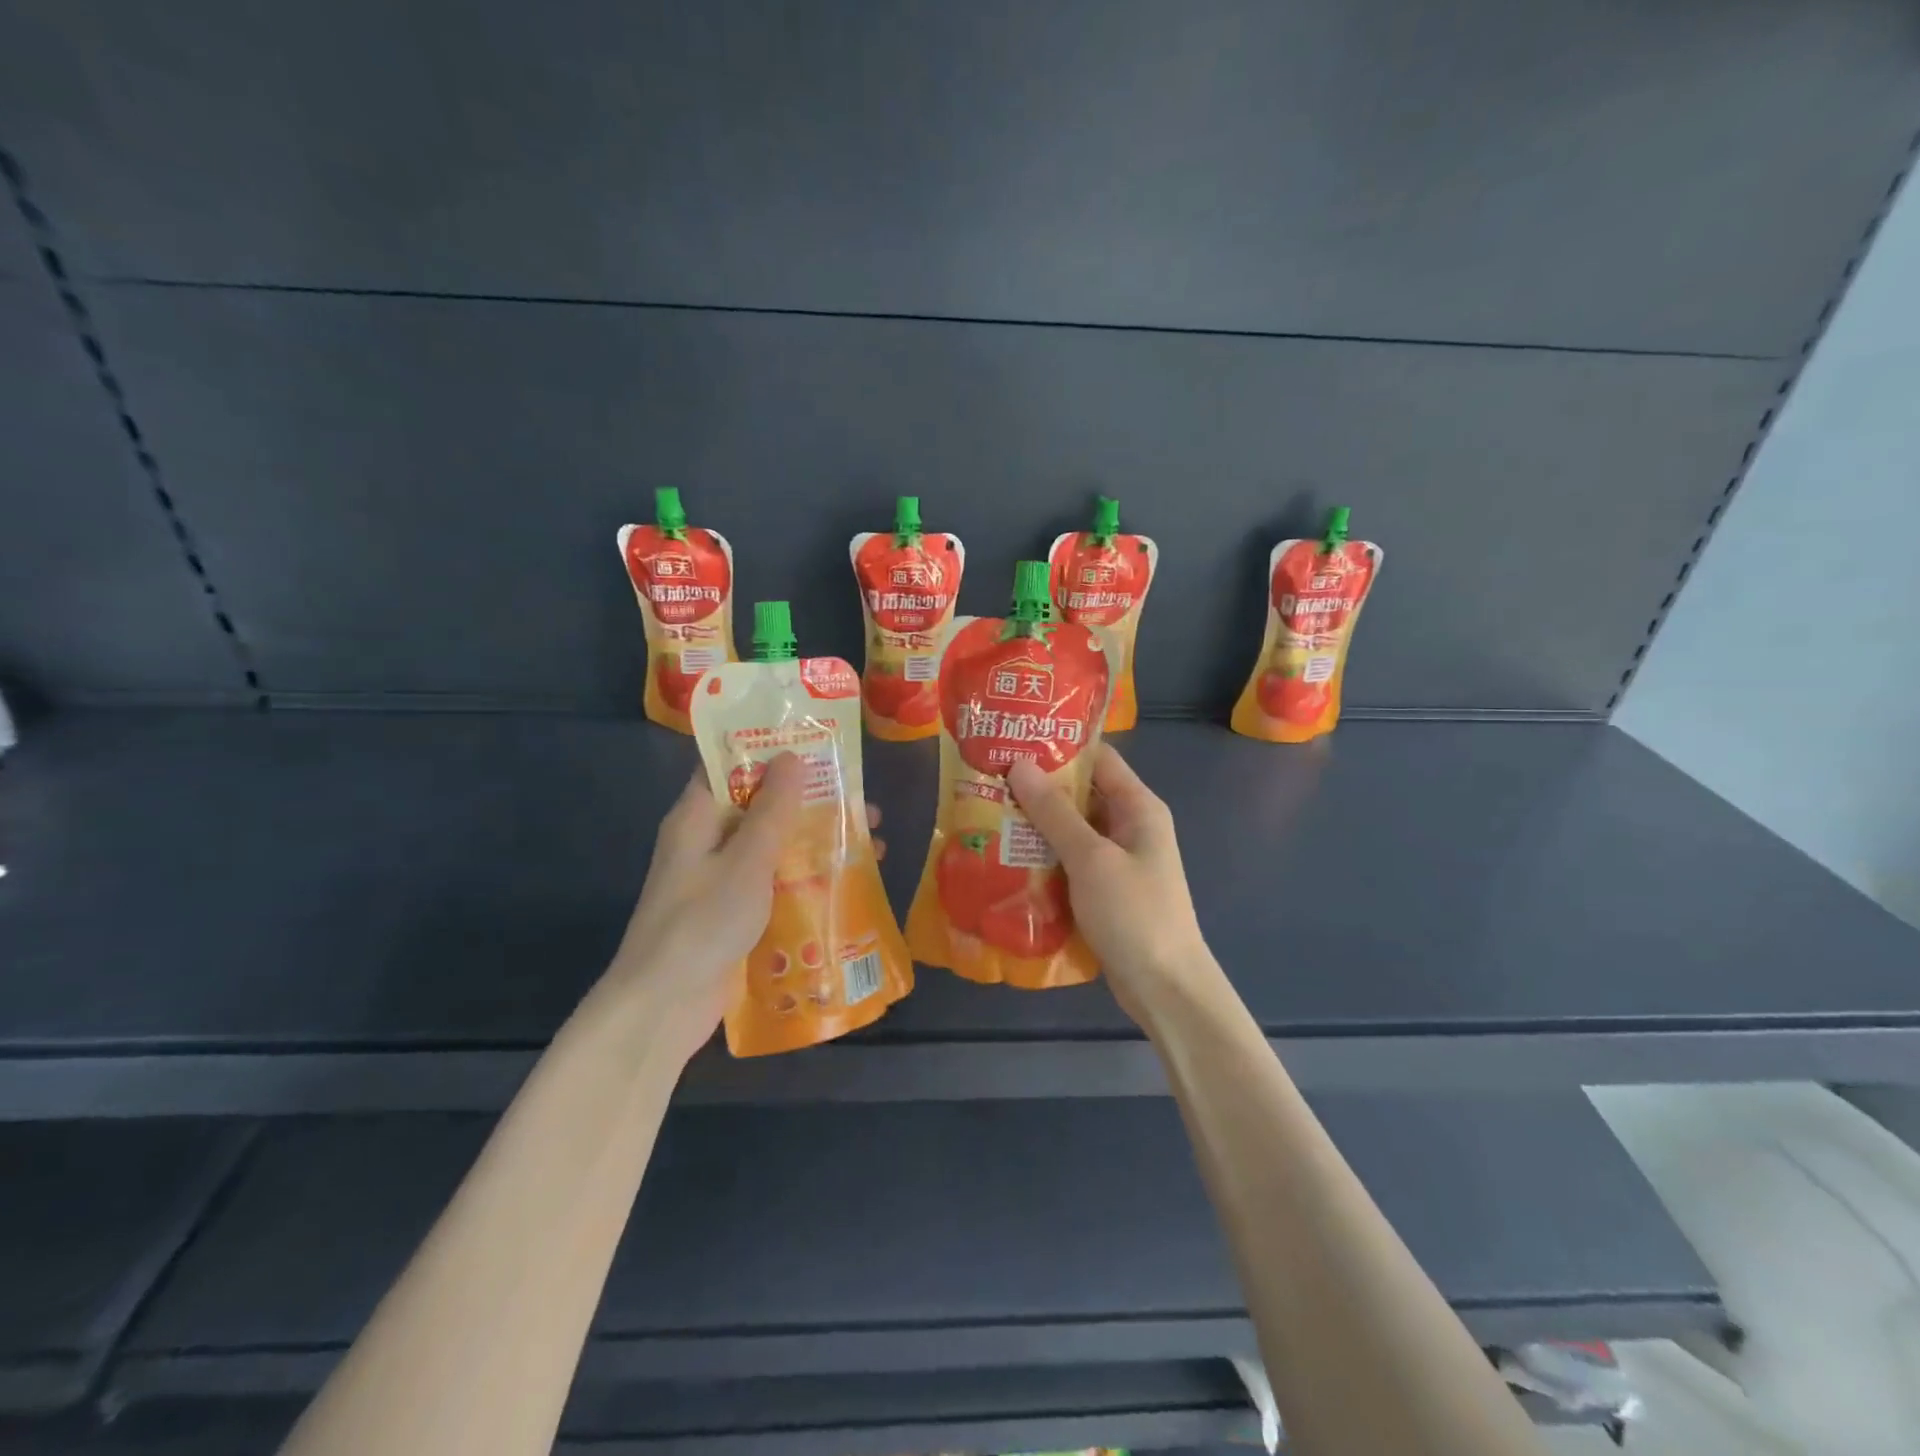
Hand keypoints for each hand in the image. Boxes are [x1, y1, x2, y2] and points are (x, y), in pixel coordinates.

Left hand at [604, 754, 884, 1065]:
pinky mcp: (735, 911)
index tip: (820, 745)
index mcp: (697, 817)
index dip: (772, 750)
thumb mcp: (746, 860)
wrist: (664, 1007)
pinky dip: (807, 875)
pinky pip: (775, 881)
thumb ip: (772, 809)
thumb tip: (791, 755)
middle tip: (863, 801)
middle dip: (812, 801)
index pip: (731, 765)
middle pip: (762, 805)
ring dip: (817, 840)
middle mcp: (707, 841)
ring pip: (774, 845)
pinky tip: (849, 882)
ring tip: (872, 842)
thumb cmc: (703, 922)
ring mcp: (721, 879)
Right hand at [1007, 745, 1216, 1025]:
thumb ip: (1054, 812)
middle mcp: (1130, 826)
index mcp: (1138, 807)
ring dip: (1036, 825)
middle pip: (1081, 794)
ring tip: (988, 812)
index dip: (1058, 747)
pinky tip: (1007, 856)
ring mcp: (1118, 860)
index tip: (1014, 740)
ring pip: (1071, 830)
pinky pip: (1070, 861)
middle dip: (1037, 788)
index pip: (1098, 759)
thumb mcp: (1091, 858)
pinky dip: (1043, 857)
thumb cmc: (1133, 913)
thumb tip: (1019, 765)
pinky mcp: (1104, 890)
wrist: (1164, 988)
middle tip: (989, 779)